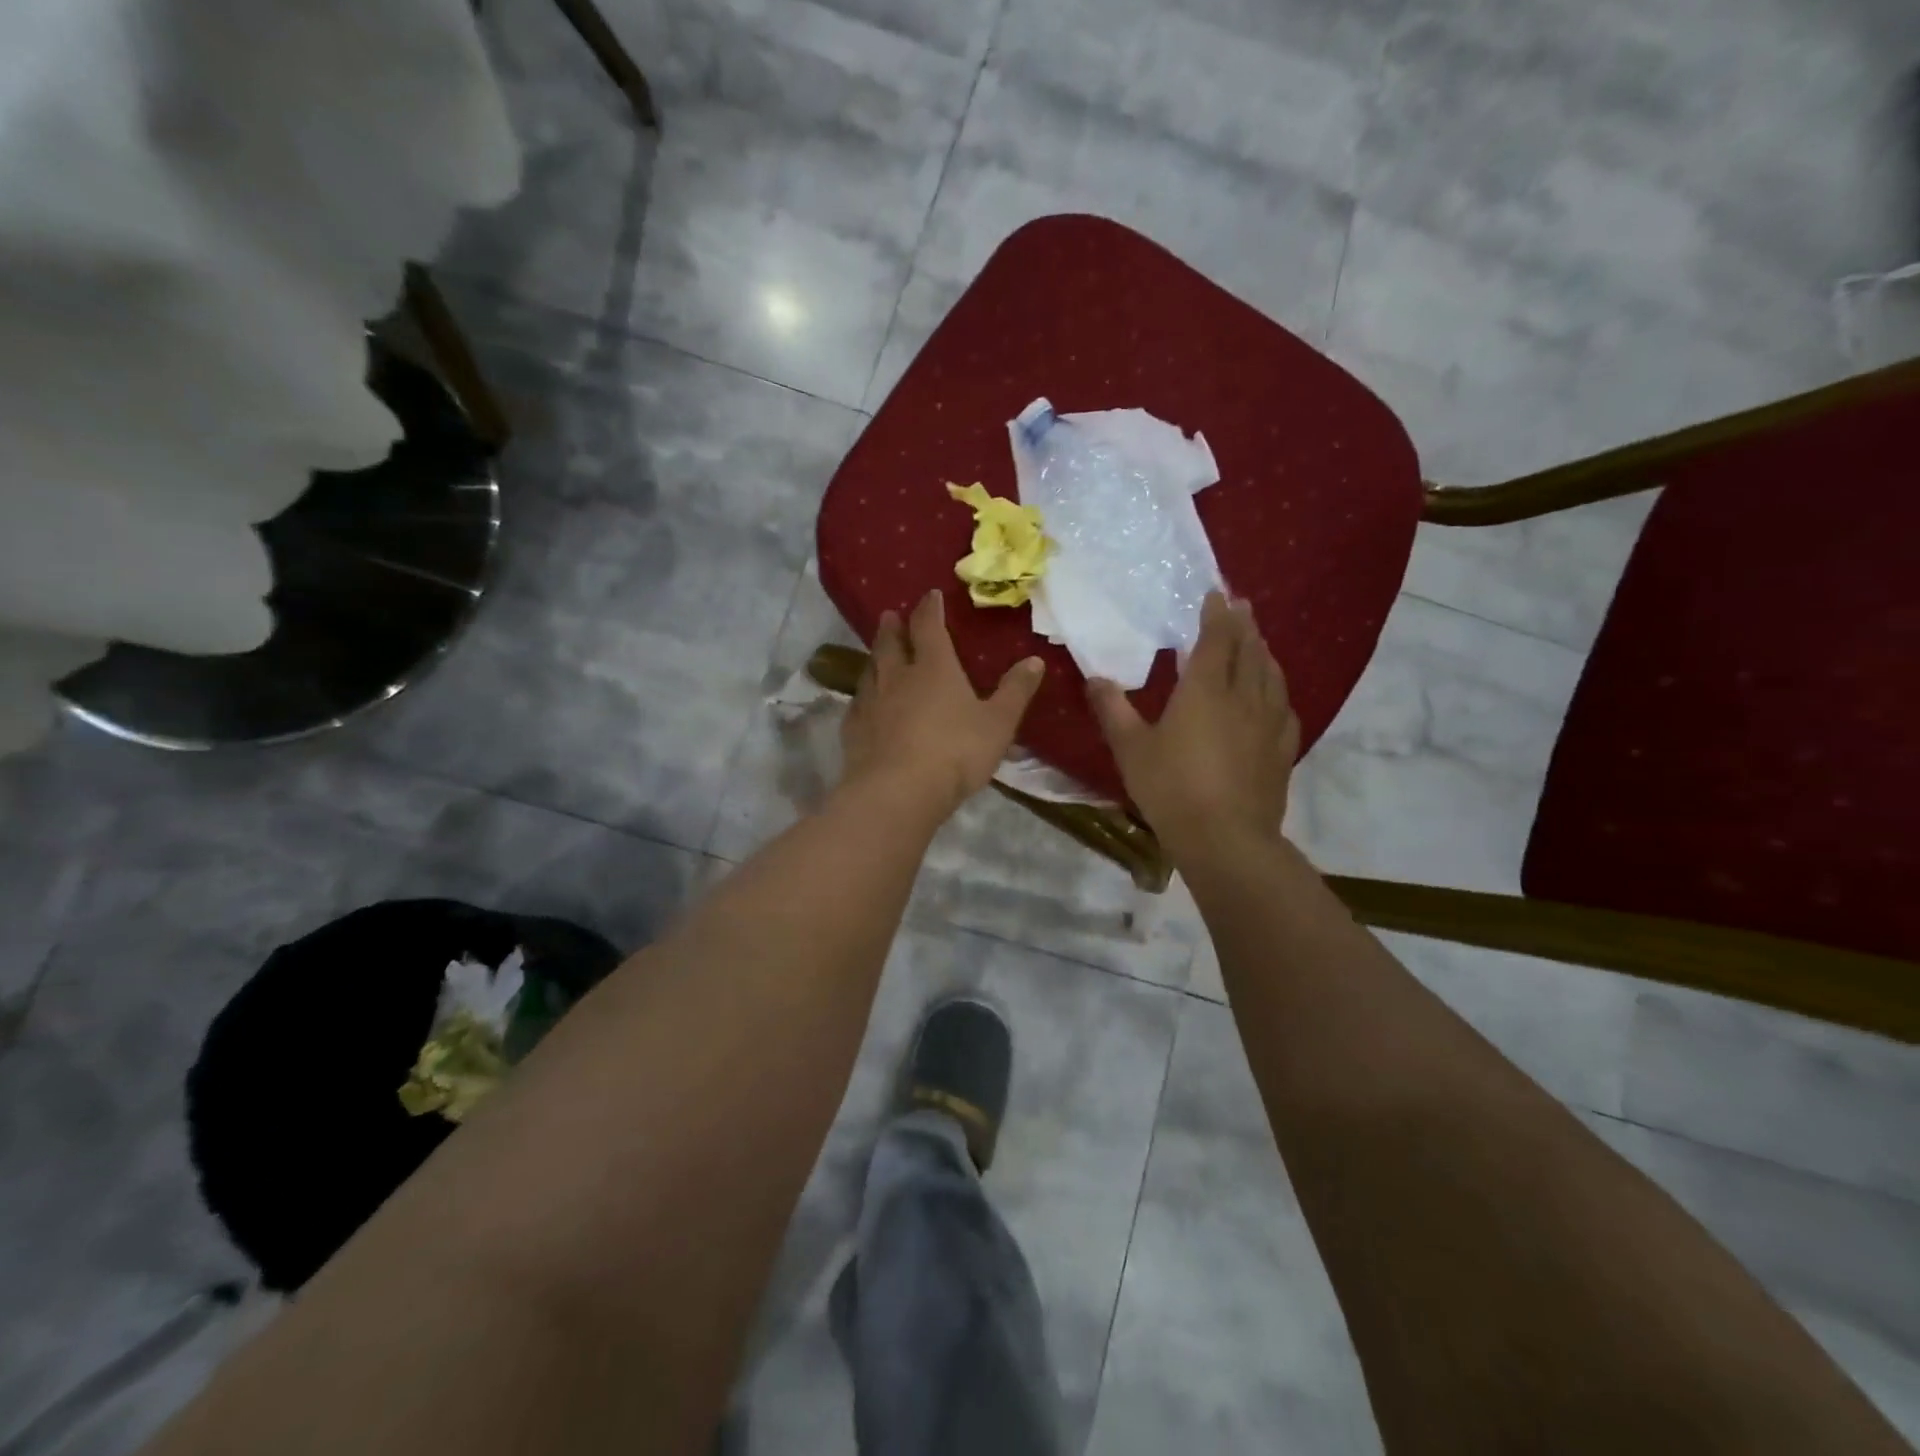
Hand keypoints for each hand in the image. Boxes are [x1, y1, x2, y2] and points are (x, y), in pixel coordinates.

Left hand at [841, 589, 1045, 817]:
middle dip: (893, 628)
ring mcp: (871, 703)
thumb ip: (1015, 692)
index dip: (929, 609)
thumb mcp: (998, 724)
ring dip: (875, 657)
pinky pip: (857, 704)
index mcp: (934, 668)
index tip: (929, 596)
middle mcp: (897, 677)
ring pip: (871, 671)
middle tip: (890, 616)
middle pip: (891, 644)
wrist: (898, 791)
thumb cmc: (955, 752)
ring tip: (876, 653)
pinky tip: (863, 703)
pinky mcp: (854, 730)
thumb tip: (1035, 661)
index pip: (929, 627)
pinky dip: (863, 696)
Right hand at [1087, 592, 1300, 859]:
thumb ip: (1113, 710)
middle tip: (1241, 605)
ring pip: (1271, 675)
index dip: (1217, 614)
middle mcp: (1243, 697)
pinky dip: (1277, 690)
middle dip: (1244, 624)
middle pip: (1249, 650)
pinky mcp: (1282, 749)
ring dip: (1264, 651)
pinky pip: (1284, 707)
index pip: (1216, 640)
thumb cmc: (1171, 788)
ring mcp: (1269, 723)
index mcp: (1204, 690)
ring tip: (1258, 641)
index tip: (1217, 594)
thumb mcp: (1131, 749)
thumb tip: (1095, 678)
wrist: (1226, 838)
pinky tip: (1274, 697)